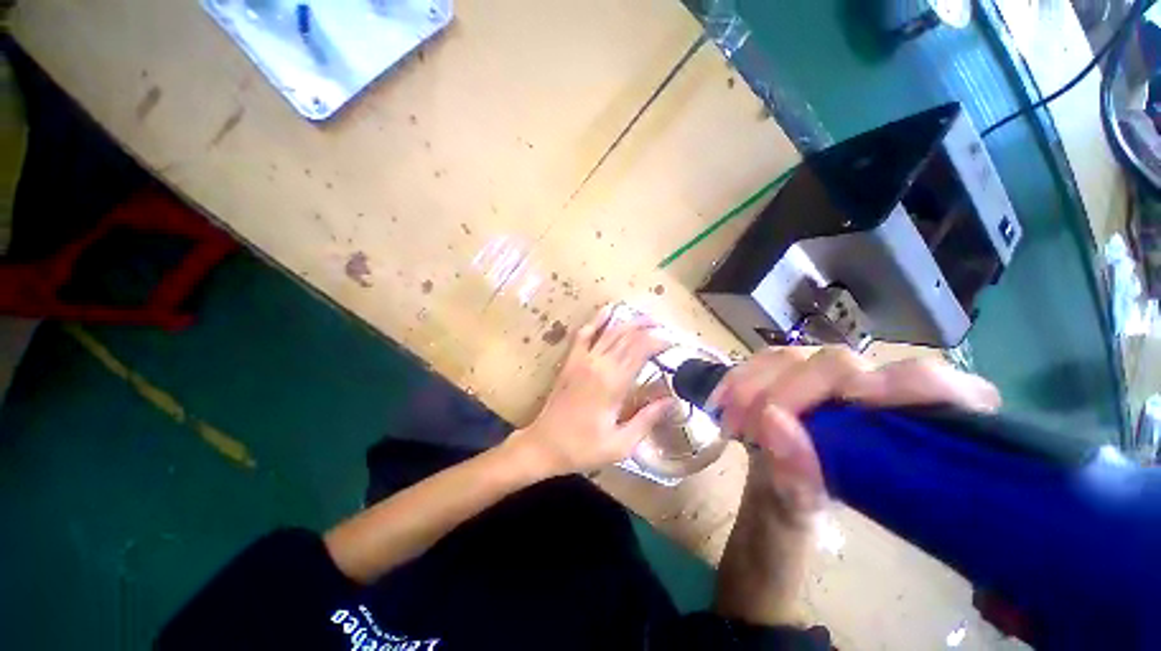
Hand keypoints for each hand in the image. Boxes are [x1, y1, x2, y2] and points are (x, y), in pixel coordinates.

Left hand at [504, 305, 675, 477]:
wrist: (544, 445)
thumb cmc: (583, 448)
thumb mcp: (621, 444)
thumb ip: (647, 419)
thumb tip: (672, 401)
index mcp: (613, 383)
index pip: (640, 350)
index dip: (658, 341)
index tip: (672, 342)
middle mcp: (598, 364)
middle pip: (627, 336)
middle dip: (648, 328)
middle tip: (664, 328)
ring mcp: (582, 359)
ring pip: (609, 331)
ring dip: (629, 321)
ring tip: (646, 317)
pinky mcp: (570, 361)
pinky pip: (584, 334)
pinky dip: (597, 320)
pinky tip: (607, 311)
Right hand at [711, 346, 1000, 520]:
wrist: (768, 501)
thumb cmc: (802, 519)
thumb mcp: (803, 513)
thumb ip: (796, 477)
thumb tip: (774, 421)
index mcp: (912, 434)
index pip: (944, 390)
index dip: (909, 384)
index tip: (855, 398)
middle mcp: (873, 395)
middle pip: (845, 365)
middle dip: (791, 390)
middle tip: (750, 425)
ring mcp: (827, 380)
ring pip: (798, 357)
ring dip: (755, 383)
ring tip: (730, 419)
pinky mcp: (792, 374)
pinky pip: (766, 361)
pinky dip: (740, 377)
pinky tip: (722, 399)